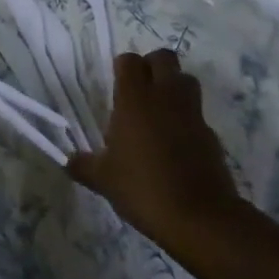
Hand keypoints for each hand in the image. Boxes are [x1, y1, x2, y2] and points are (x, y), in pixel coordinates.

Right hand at [68, 48, 244, 243]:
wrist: (200, 220)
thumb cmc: (144, 188)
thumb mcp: (104, 180)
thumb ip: (84, 165)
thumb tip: (67, 161)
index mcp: (135, 98)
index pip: (129, 60)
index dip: (123, 68)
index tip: (117, 87)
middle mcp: (165, 97)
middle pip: (164, 58)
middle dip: (153, 67)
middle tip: (140, 91)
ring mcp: (192, 114)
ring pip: (186, 80)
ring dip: (174, 87)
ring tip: (159, 112)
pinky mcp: (212, 136)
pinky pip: (198, 114)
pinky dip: (188, 120)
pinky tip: (177, 145)